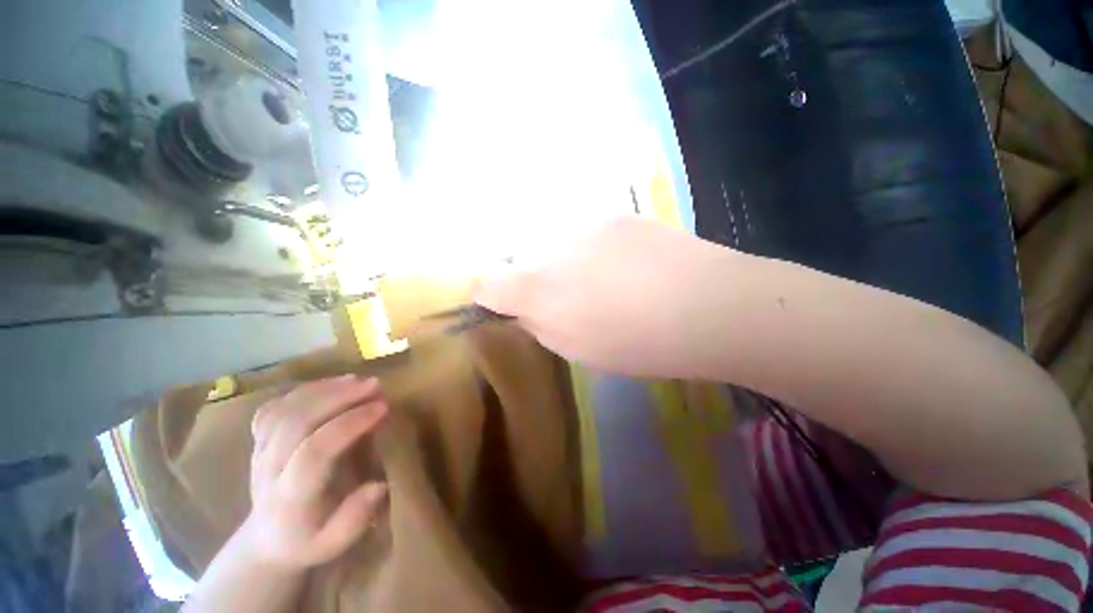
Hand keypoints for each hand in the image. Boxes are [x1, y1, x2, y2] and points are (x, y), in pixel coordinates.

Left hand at [242, 375, 388, 569]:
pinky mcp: (258, 440)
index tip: (383, 408)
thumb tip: (379, 485)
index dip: (349, 424)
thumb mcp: (333, 544)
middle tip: (374, 385)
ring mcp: (259, 451)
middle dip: (338, 398)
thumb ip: (354, 518)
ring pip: (285, 410)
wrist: (266, 538)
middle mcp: (269, 469)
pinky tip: (329, 385)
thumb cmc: (307, 539)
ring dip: (323, 389)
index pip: (314, 452)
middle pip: (297, 422)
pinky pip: (274, 407)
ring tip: (357, 380)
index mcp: (289, 497)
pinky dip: (302, 391)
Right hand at [474, 216, 738, 377]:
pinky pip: (586, 229)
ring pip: (554, 239)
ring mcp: (585, 222)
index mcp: (537, 287)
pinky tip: (623, 264)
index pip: (485, 281)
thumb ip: (541, 324)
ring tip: (599, 280)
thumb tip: (525, 308)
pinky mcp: (616, 213)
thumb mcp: (577, 349)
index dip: (487, 292)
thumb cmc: (639, 344)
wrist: (708, 307)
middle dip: (529, 275)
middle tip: (562, 294)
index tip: (501, 302)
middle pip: (519, 254)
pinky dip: (592, 247)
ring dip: (563, 259)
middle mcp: (551, 245)